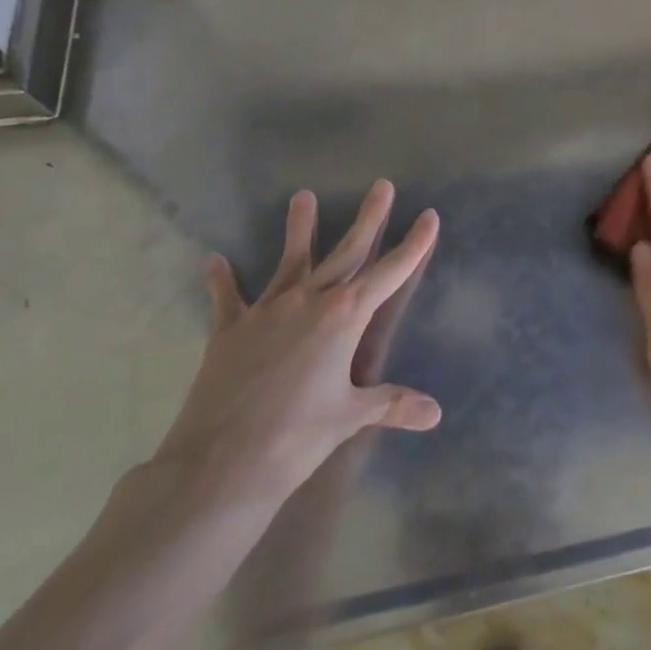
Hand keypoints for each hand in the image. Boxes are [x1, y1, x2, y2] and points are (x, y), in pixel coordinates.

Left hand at [153, 181, 441, 504]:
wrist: (220, 464)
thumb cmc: (297, 438)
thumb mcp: (350, 416)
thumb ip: (391, 404)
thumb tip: (435, 413)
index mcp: (345, 316)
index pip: (390, 272)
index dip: (413, 244)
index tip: (429, 216)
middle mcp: (310, 300)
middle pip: (346, 251)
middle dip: (368, 218)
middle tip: (382, 185)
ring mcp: (267, 310)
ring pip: (290, 259)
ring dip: (298, 228)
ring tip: (302, 196)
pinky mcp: (230, 330)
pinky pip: (227, 298)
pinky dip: (223, 280)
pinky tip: (215, 261)